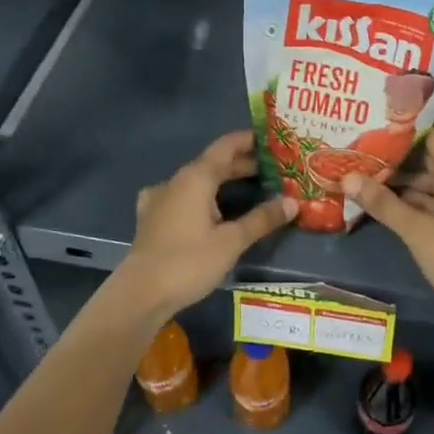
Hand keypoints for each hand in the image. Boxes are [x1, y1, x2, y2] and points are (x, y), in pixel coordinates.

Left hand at [117, 130, 294, 317]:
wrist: (141, 293)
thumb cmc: (189, 261)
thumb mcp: (232, 241)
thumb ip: (262, 219)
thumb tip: (292, 202)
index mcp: (197, 177)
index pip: (227, 146)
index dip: (250, 140)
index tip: (273, 141)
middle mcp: (177, 180)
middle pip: (214, 163)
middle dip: (243, 164)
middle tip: (273, 171)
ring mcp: (160, 198)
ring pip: (197, 180)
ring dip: (222, 181)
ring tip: (248, 190)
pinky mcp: (152, 218)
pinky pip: (182, 196)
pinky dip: (200, 197)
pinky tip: (204, 208)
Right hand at [343, 126, 433, 315]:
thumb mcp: (418, 231)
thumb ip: (383, 204)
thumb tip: (347, 176)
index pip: (432, 134)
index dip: (405, 126)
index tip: (373, 120)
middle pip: (424, 158)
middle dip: (392, 154)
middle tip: (355, 146)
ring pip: (422, 182)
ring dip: (395, 179)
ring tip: (357, 171)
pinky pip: (424, 202)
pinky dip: (403, 200)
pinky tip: (375, 200)